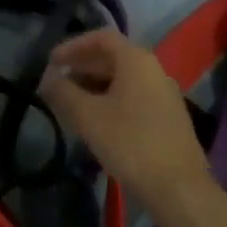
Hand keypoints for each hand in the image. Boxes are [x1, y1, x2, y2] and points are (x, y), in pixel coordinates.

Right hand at [39, 29, 211, 207]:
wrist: (179, 189)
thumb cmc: (130, 143)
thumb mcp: (88, 116)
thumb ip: (63, 92)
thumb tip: (47, 78)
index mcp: (137, 60)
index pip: (101, 38)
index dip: (73, 46)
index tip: (52, 61)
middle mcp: (154, 70)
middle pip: (113, 57)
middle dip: (82, 66)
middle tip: (57, 81)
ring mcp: (165, 94)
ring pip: (123, 79)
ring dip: (95, 84)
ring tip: (72, 102)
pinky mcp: (169, 118)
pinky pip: (134, 96)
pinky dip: (111, 99)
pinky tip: (96, 120)